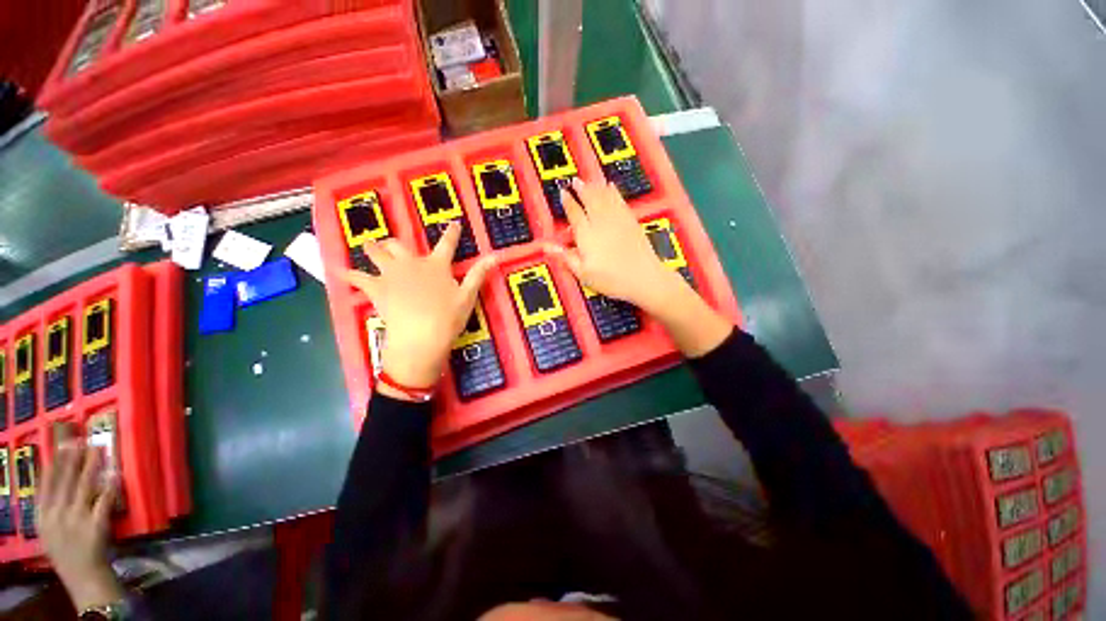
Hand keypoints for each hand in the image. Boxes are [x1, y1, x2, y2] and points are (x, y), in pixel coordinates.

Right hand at [38, 444, 124, 610]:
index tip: (63, 443)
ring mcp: (76, 520)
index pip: (47, 483)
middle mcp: (57, 515)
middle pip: (65, 480)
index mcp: (42, 516)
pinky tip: (115, 473)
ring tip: (98, 448)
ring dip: (92, 465)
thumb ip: (51, 506)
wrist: (83, 577)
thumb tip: (57, 478)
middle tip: (81, 438)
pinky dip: (110, 486)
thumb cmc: (66, 552)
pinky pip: (104, 501)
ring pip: (85, 485)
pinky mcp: (96, 525)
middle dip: (73, 457)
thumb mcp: (48, 529)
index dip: (56, 461)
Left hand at [343, 222, 495, 393]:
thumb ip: (478, 274)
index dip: (451, 233)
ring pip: (377, 254)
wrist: (420, 336)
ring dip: (373, 248)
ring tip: (369, 245)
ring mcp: (391, 275)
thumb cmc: (447, 317)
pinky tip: (336, 269)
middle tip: (393, 243)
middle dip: (397, 243)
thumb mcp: (468, 296)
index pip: (447, 244)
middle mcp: (412, 264)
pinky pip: (356, 278)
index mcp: (436, 265)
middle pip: (400, 245)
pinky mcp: (375, 289)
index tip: (453, 223)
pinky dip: (346, 273)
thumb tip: (495, 255)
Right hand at [545, 178, 684, 312]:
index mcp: (587, 235)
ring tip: (588, 180)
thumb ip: (566, 257)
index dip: (568, 202)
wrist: (644, 278)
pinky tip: (611, 186)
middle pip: (590, 200)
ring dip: (595, 186)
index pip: (575, 214)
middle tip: (575, 180)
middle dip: (581, 189)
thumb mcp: (584, 274)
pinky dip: (614, 192)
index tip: (563, 192)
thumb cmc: (611, 280)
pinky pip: (620, 201)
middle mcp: (601, 223)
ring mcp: (618, 220)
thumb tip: (548, 246)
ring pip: (604, 197)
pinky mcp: (631, 221)